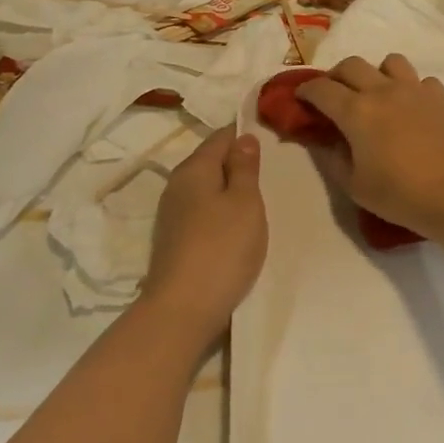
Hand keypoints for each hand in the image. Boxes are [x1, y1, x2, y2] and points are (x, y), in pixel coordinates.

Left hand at [139, 130, 267, 339]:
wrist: (184, 308)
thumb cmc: (222, 247)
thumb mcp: (245, 202)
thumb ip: (245, 167)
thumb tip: (243, 137)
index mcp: (194, 169)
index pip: (221, 137)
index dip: (244, 134)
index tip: (271, 137)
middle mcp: (177, 185)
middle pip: (211, 162)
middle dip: (237, 161)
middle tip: (271, 169)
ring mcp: (173, 214)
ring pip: (207, 188)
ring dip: (229, 189)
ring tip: (258, 196)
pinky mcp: (175, 239)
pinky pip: (203, 211)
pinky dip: (221, 210)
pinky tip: (237, 224)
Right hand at [297, 55, 443, 236]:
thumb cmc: (401, 195)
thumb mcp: (355, 186)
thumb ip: (333, 159)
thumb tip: (324, 141)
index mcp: (356, 111)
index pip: (321, 89)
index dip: (306, 91)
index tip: (301, 99)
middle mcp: (383, 91)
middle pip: (351, 65)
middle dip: (336, 76)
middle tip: (334, 96)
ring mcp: (415, 89)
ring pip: (389, 62)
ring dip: (376, 73)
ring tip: (376, 95)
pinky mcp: (441, 96)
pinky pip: (421, 80)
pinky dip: (411, 88)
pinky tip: (412, 108)